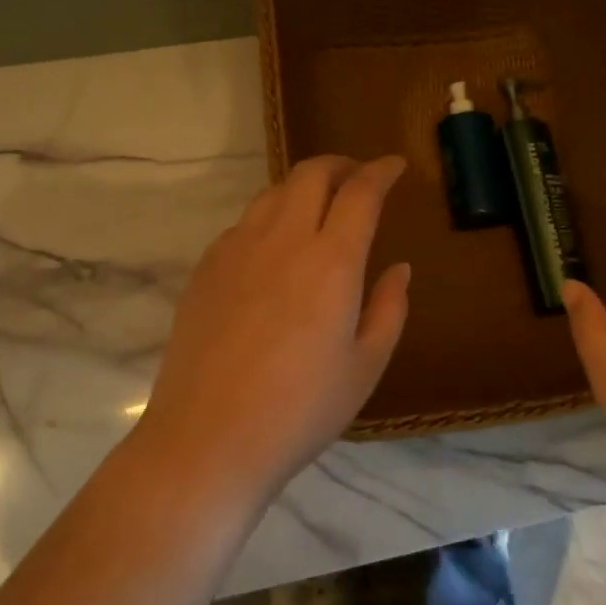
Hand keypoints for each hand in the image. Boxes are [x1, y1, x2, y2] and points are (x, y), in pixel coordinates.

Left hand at [135, 154, 411, 500]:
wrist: (207, 439)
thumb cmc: (300, 410)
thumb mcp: (365, 366)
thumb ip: (389, 308)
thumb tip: (399, 268)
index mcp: (332, 261)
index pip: (361, 191)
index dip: (381, 171)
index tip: (395, 165)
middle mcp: (283, 240)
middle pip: (311, 174)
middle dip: (341, 165)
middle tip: (358, 178)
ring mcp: (237, 250)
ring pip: (274, 193)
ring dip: (303, 187)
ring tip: (319, 208)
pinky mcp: (206, 268)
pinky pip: (244, 223)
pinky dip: (271, 218)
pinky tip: (275, 250)